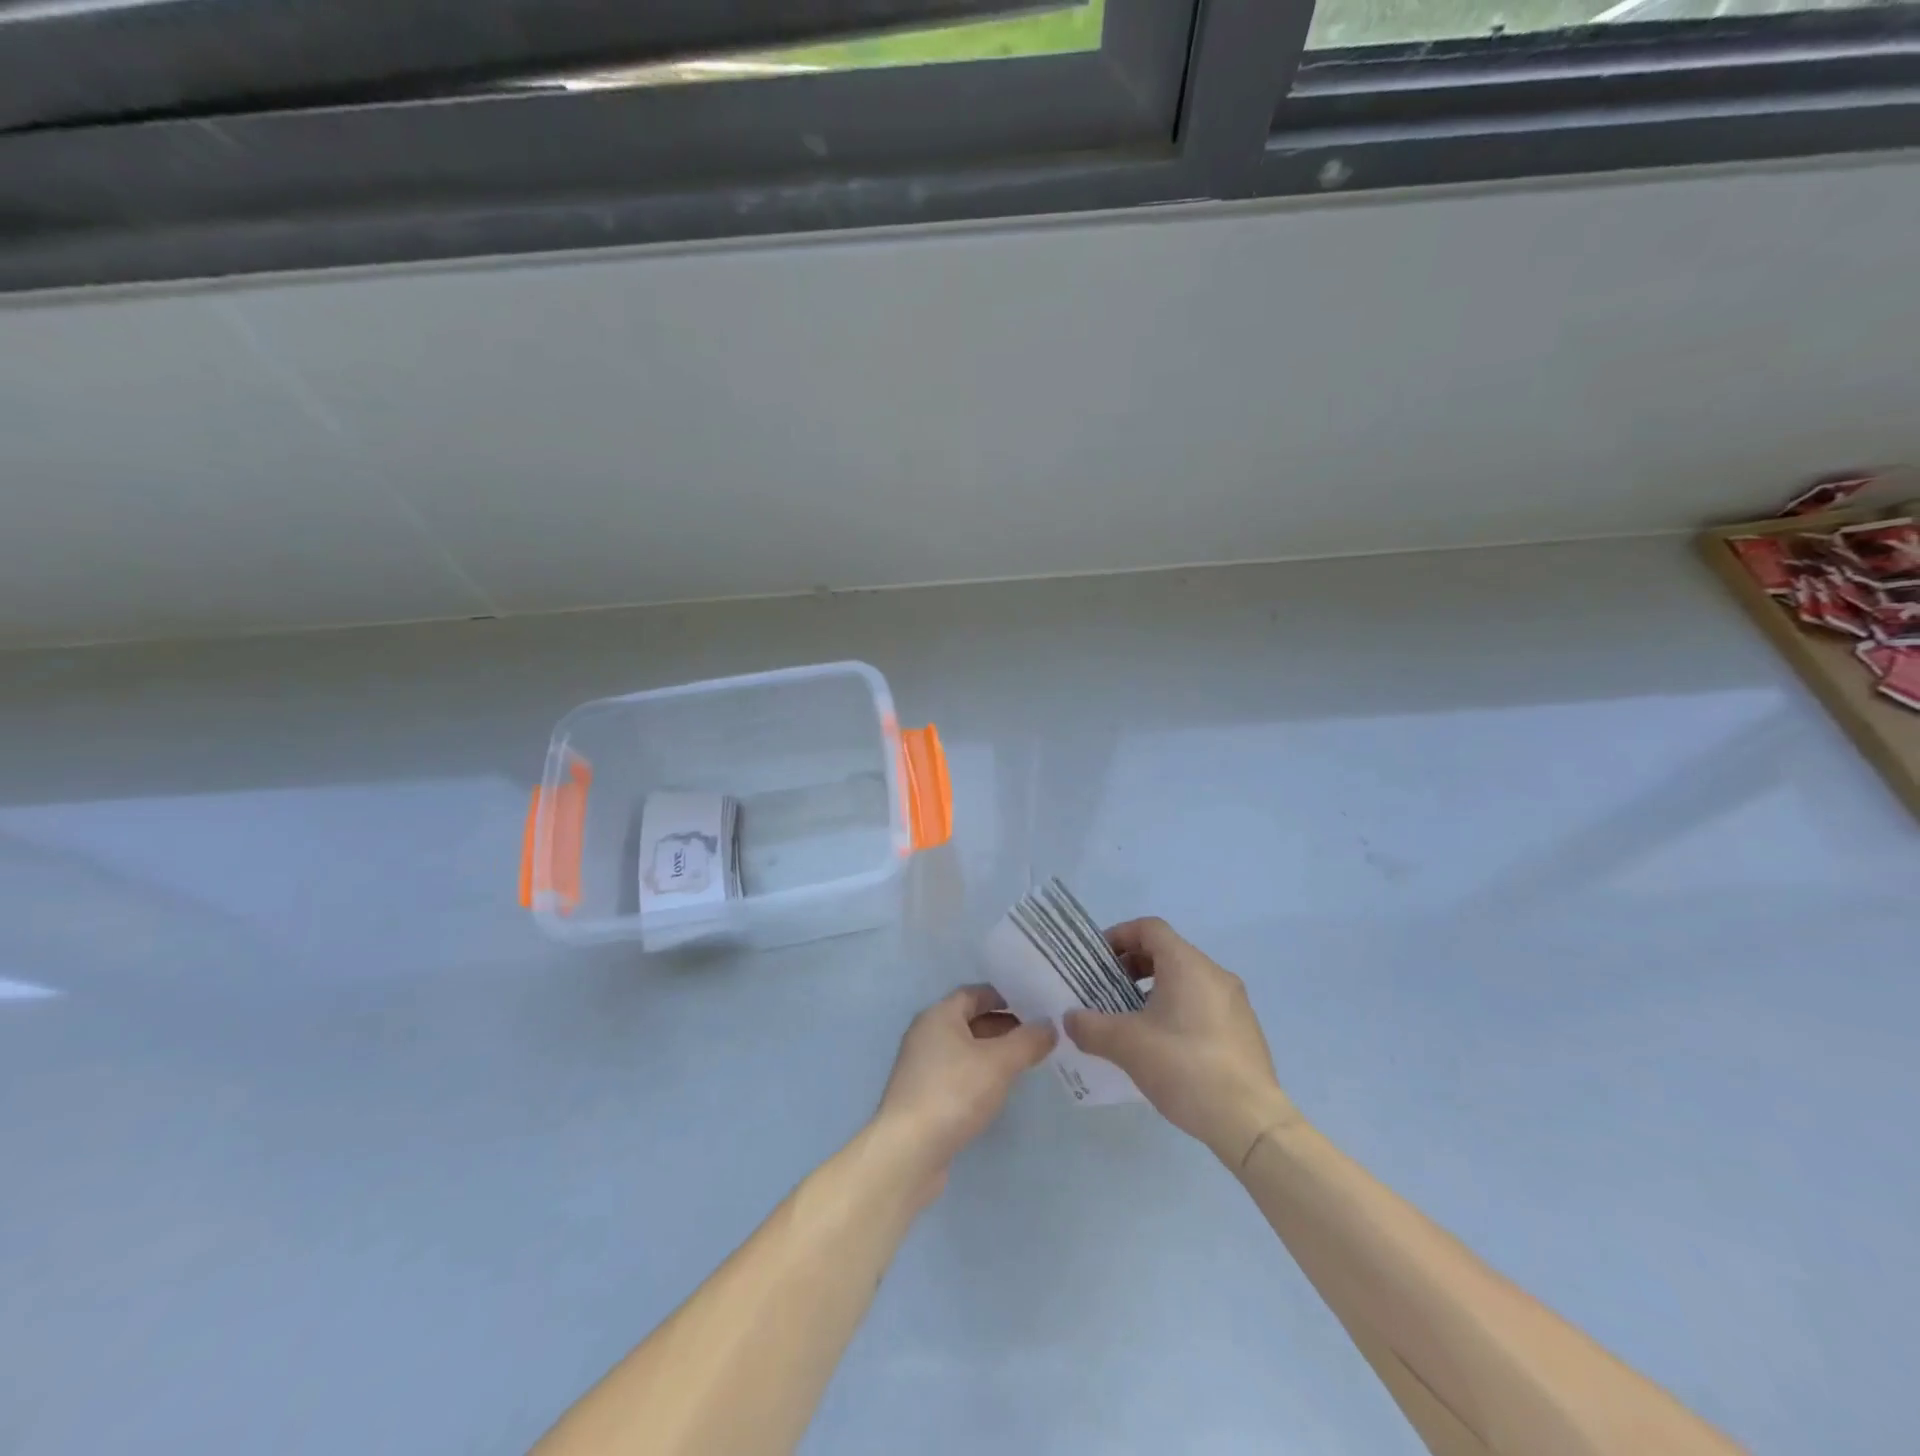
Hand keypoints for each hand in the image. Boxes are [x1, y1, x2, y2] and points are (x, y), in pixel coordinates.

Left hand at [870, 985, 1054, 1205]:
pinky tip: (1001, 1088)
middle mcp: (926, 1034)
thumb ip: (1027, 1041)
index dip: (1005, 995)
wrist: (909, 1151)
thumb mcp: (998, 1062)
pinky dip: (981, 1073)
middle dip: (1004, 1025)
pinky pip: (959, 1073)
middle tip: (1039, 1033)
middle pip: (970, 1020)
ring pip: (965, 1049)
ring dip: (994, 1051)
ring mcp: (923, 1066)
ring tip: (1027, 1060)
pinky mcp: (924, 1095)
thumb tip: (1049, 1026)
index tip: (1035, 1004)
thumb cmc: (953, 1092)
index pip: (975, 993)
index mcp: (939, 1015)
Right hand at [1064, 918, 1298, 1168]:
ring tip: (1131, 1022)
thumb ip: (1091, 1026)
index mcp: (1187, 964)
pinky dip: (1177, 1010)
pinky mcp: (1244, 1031)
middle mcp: (1214, 974)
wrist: (1251, 1121)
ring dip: (1154, 990)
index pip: (1149, 928)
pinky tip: (1163, 1047)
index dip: (1119, 935)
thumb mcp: (1127, 1045)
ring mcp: (1234, 1003)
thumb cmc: (1185, 1067)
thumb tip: (1071, 1019)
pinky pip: (1202, 1005)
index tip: (1097, 961)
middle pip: (1167, 952)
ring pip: (1185, 980)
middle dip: (1132, 966)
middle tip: (1106, 991)